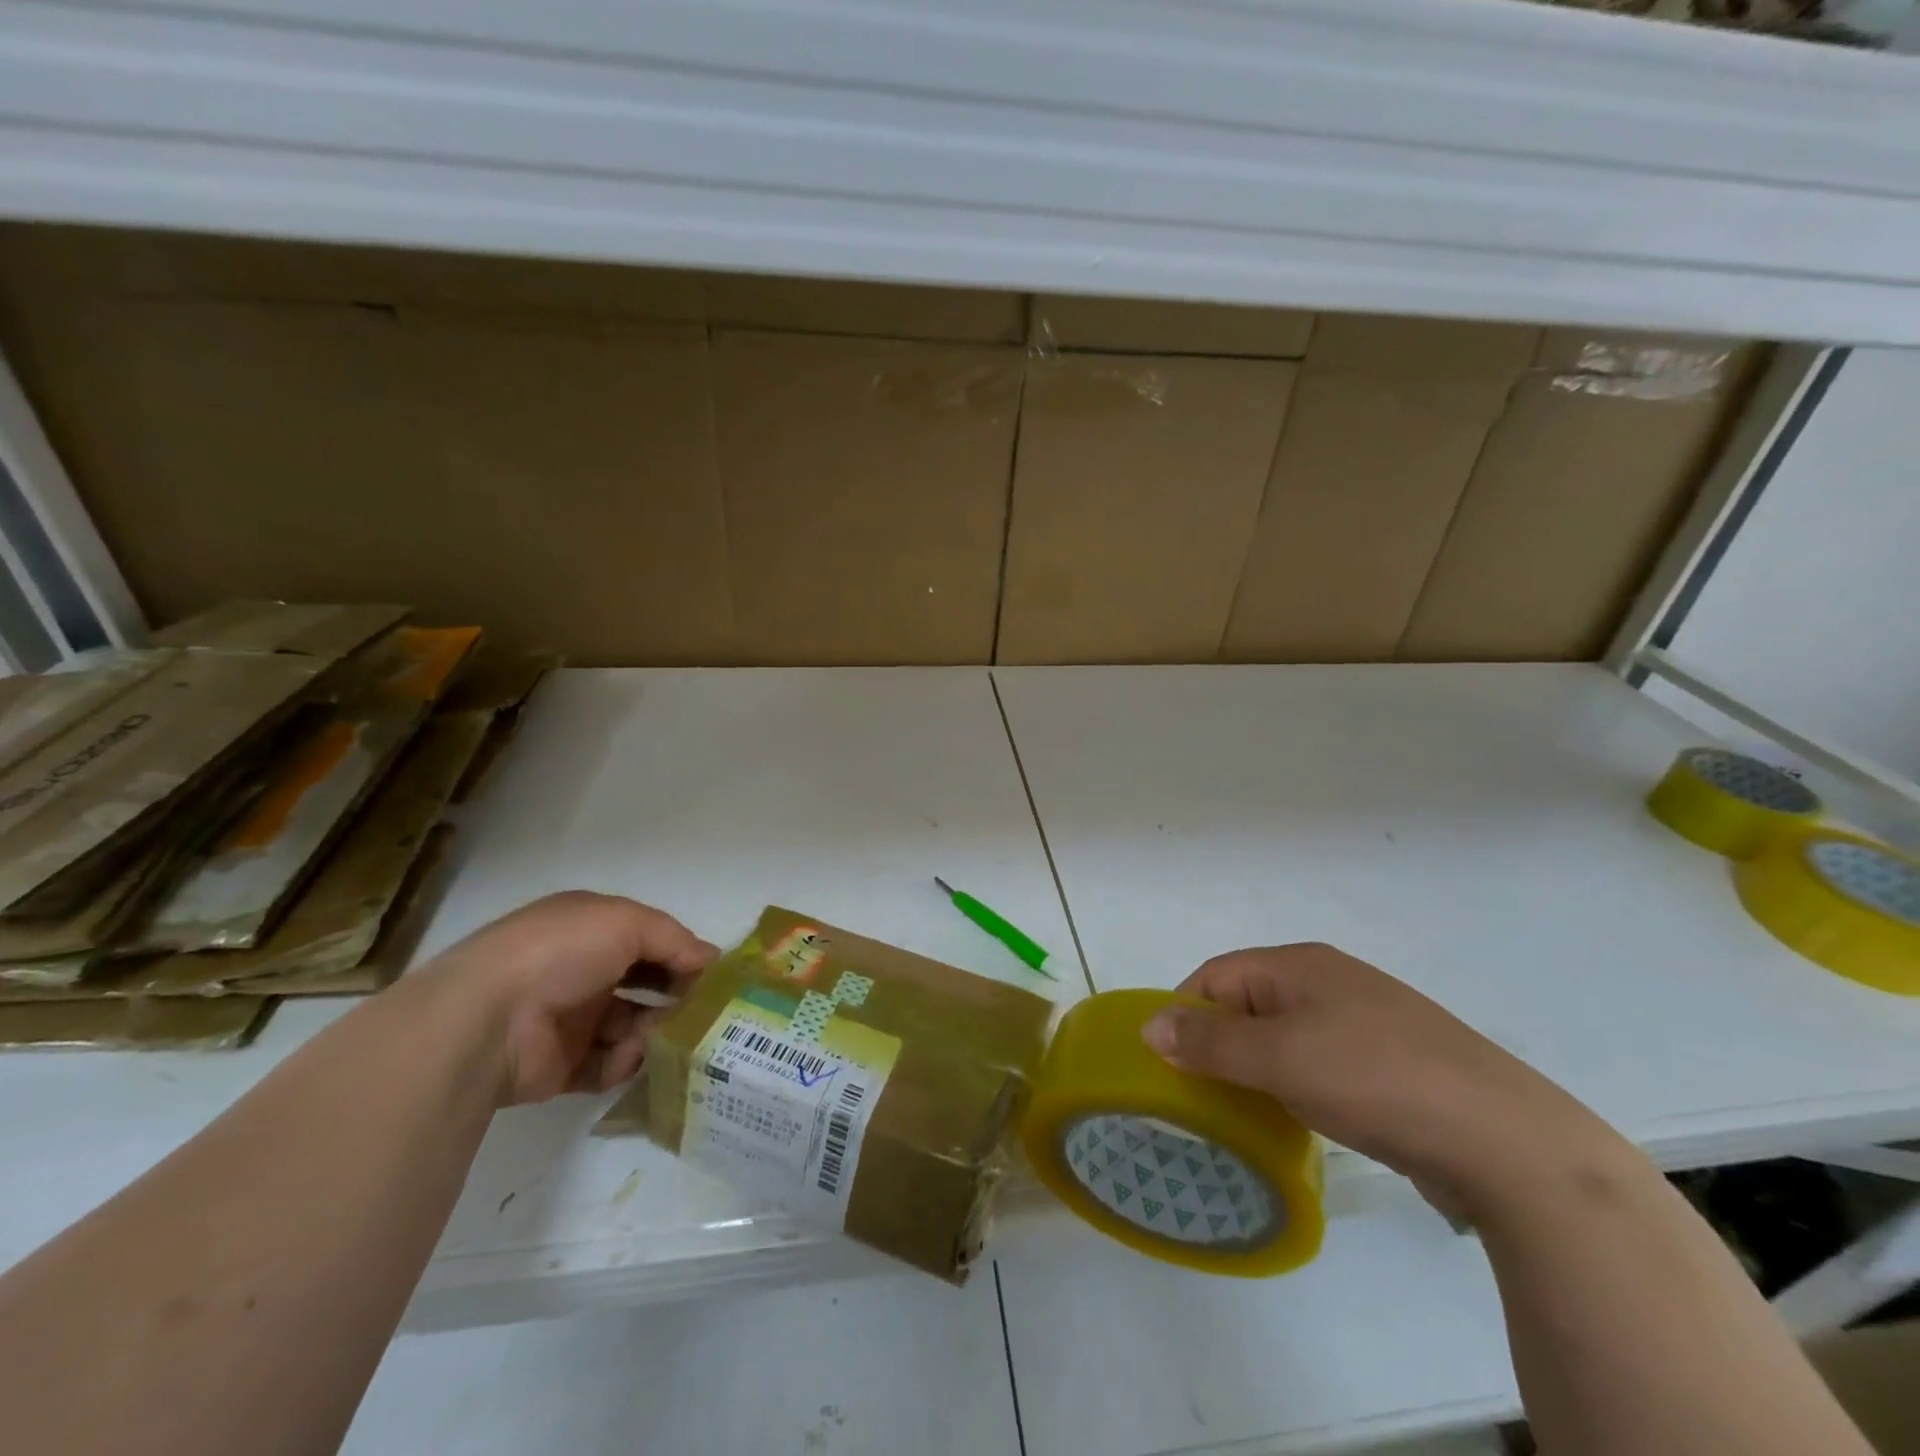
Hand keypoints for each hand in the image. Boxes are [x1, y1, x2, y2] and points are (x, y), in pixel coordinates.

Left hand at [422, 891, 717, 1106]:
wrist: (486, 1021)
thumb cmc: (561, 953)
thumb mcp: (628, 923)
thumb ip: (675, 940)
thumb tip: (712, 960)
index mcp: (592, 929)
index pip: (652, 941)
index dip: (685, 955)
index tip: (718, 977)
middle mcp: (583, 970)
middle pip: (646, 985)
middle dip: (677, 997)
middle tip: (707, 1014)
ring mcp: (571, 1019)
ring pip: (633, 1027)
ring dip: (655, 1032)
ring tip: (667, 1038)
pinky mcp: (561, 1066)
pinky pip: (608, 1065)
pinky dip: (624, 1063)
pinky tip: (628, 1057)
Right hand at [1143, 943, 1614, 1216]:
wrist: (1506, 1142)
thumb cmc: (1375, 1081)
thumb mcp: (1279, 1059)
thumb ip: (1210, 1043)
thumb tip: (1150, 1024)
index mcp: (1300, 965)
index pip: (1217, 975)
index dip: (1186, 1013)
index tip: (1170, 1064)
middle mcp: (1330, 981)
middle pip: (1249, 1002)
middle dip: (1220, 1044)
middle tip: (1203, 1094)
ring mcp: (1367, 1020)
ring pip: (1286, 1035)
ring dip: (1259, 1068)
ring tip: (1248, 1112)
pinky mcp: (1393, 1062)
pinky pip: (1322, 1062)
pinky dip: (1298, 1085)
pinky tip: (1304, 1119)